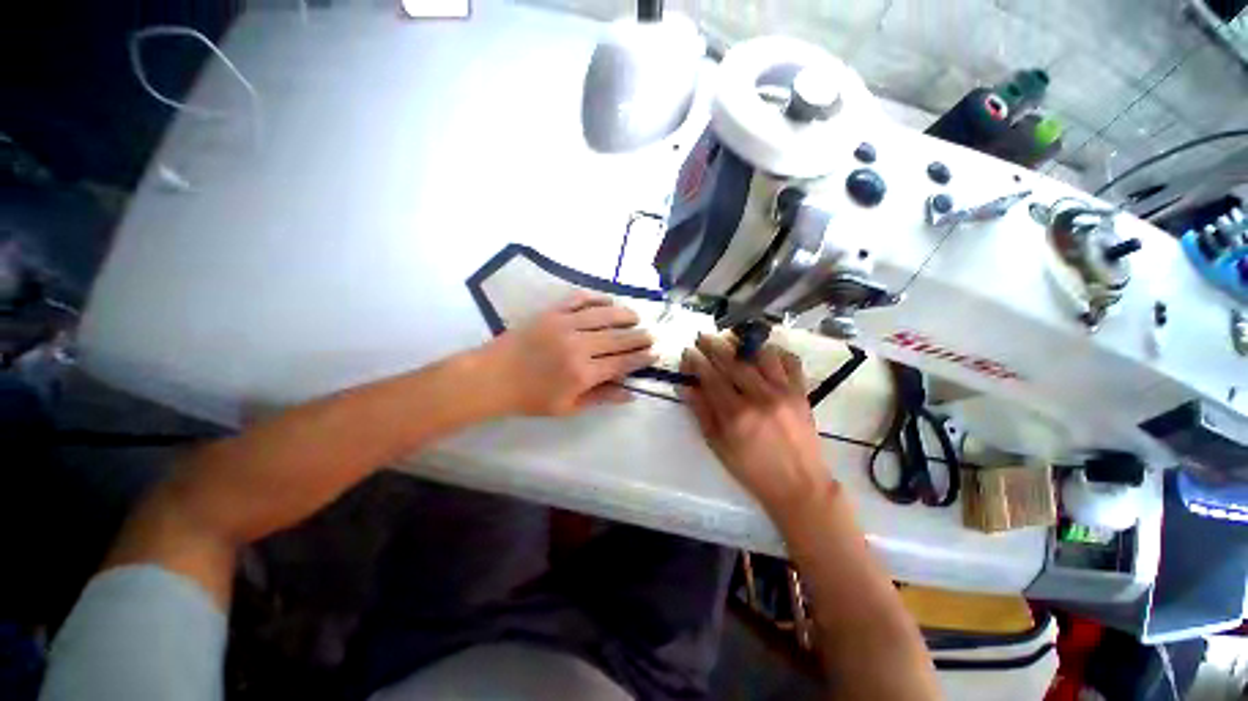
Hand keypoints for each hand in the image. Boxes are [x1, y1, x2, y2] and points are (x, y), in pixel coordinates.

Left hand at [484, 292, 655, 415]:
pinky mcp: (552, 312)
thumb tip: (630, 394)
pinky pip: (580, 300)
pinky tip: (609, 302)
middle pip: (619, 338)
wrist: (491, 377)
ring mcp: (565, 324)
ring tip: (636, 317)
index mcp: (583, 373)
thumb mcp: (567, 407)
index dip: (641, 358)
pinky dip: (597, 299)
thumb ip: (601, 398)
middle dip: (639, 337)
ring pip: (605, 315)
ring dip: (625, 315)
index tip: (654, 354)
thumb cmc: (530, 398)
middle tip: (651, 336)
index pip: (622, 363)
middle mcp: (579, 346)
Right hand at [679, 333, 831, 513]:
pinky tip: (764, 351)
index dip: (696, 361)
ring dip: (743, 342)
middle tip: (702, 336)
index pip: (710, 377)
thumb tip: (684, 387)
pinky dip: (776, 351)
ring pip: (761, 354)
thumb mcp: (718, 445)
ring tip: (732, 338)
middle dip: (714, 345)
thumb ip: (701, 412)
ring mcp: (784, 392)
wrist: (800, 486)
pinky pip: (791, 362)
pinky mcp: (802, 393)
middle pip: (732, 361)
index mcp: (735, 414)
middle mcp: (759, 397)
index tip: (687, 351)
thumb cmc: (752, 469)